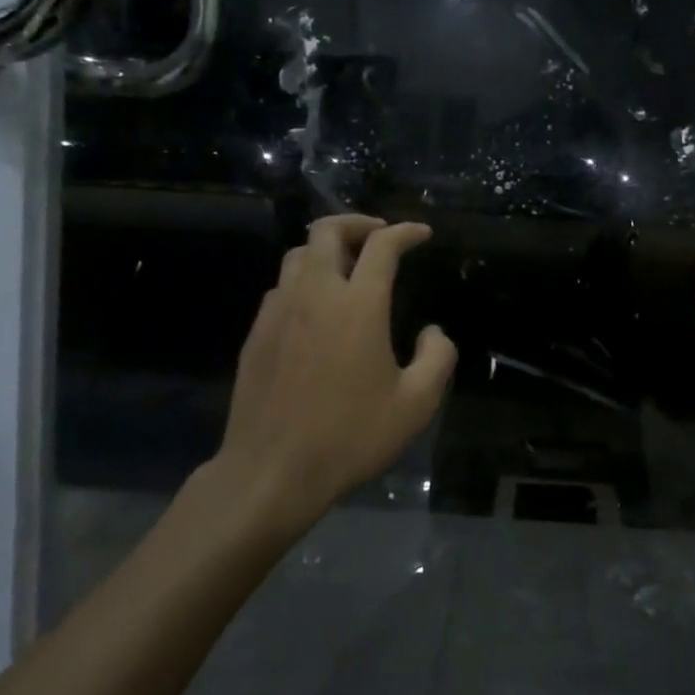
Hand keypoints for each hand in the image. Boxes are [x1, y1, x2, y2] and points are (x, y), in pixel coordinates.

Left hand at [203, 215, 455, 533]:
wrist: (272, 470)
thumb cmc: (350, 436)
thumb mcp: (416, 405)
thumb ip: (437, 358)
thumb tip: (432, 332)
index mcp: (358, 305)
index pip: (382, 246)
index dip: (405, 232)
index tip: (421, 234)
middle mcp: (315, 294)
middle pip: (327, 231)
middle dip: (357, 223)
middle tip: (379, 236)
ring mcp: (279, 311)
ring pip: (298, 254)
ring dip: (326, 249)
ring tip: (347, 267)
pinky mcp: (256, 333)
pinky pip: (281, 287)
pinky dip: (304, 280)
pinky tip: (316, 308)